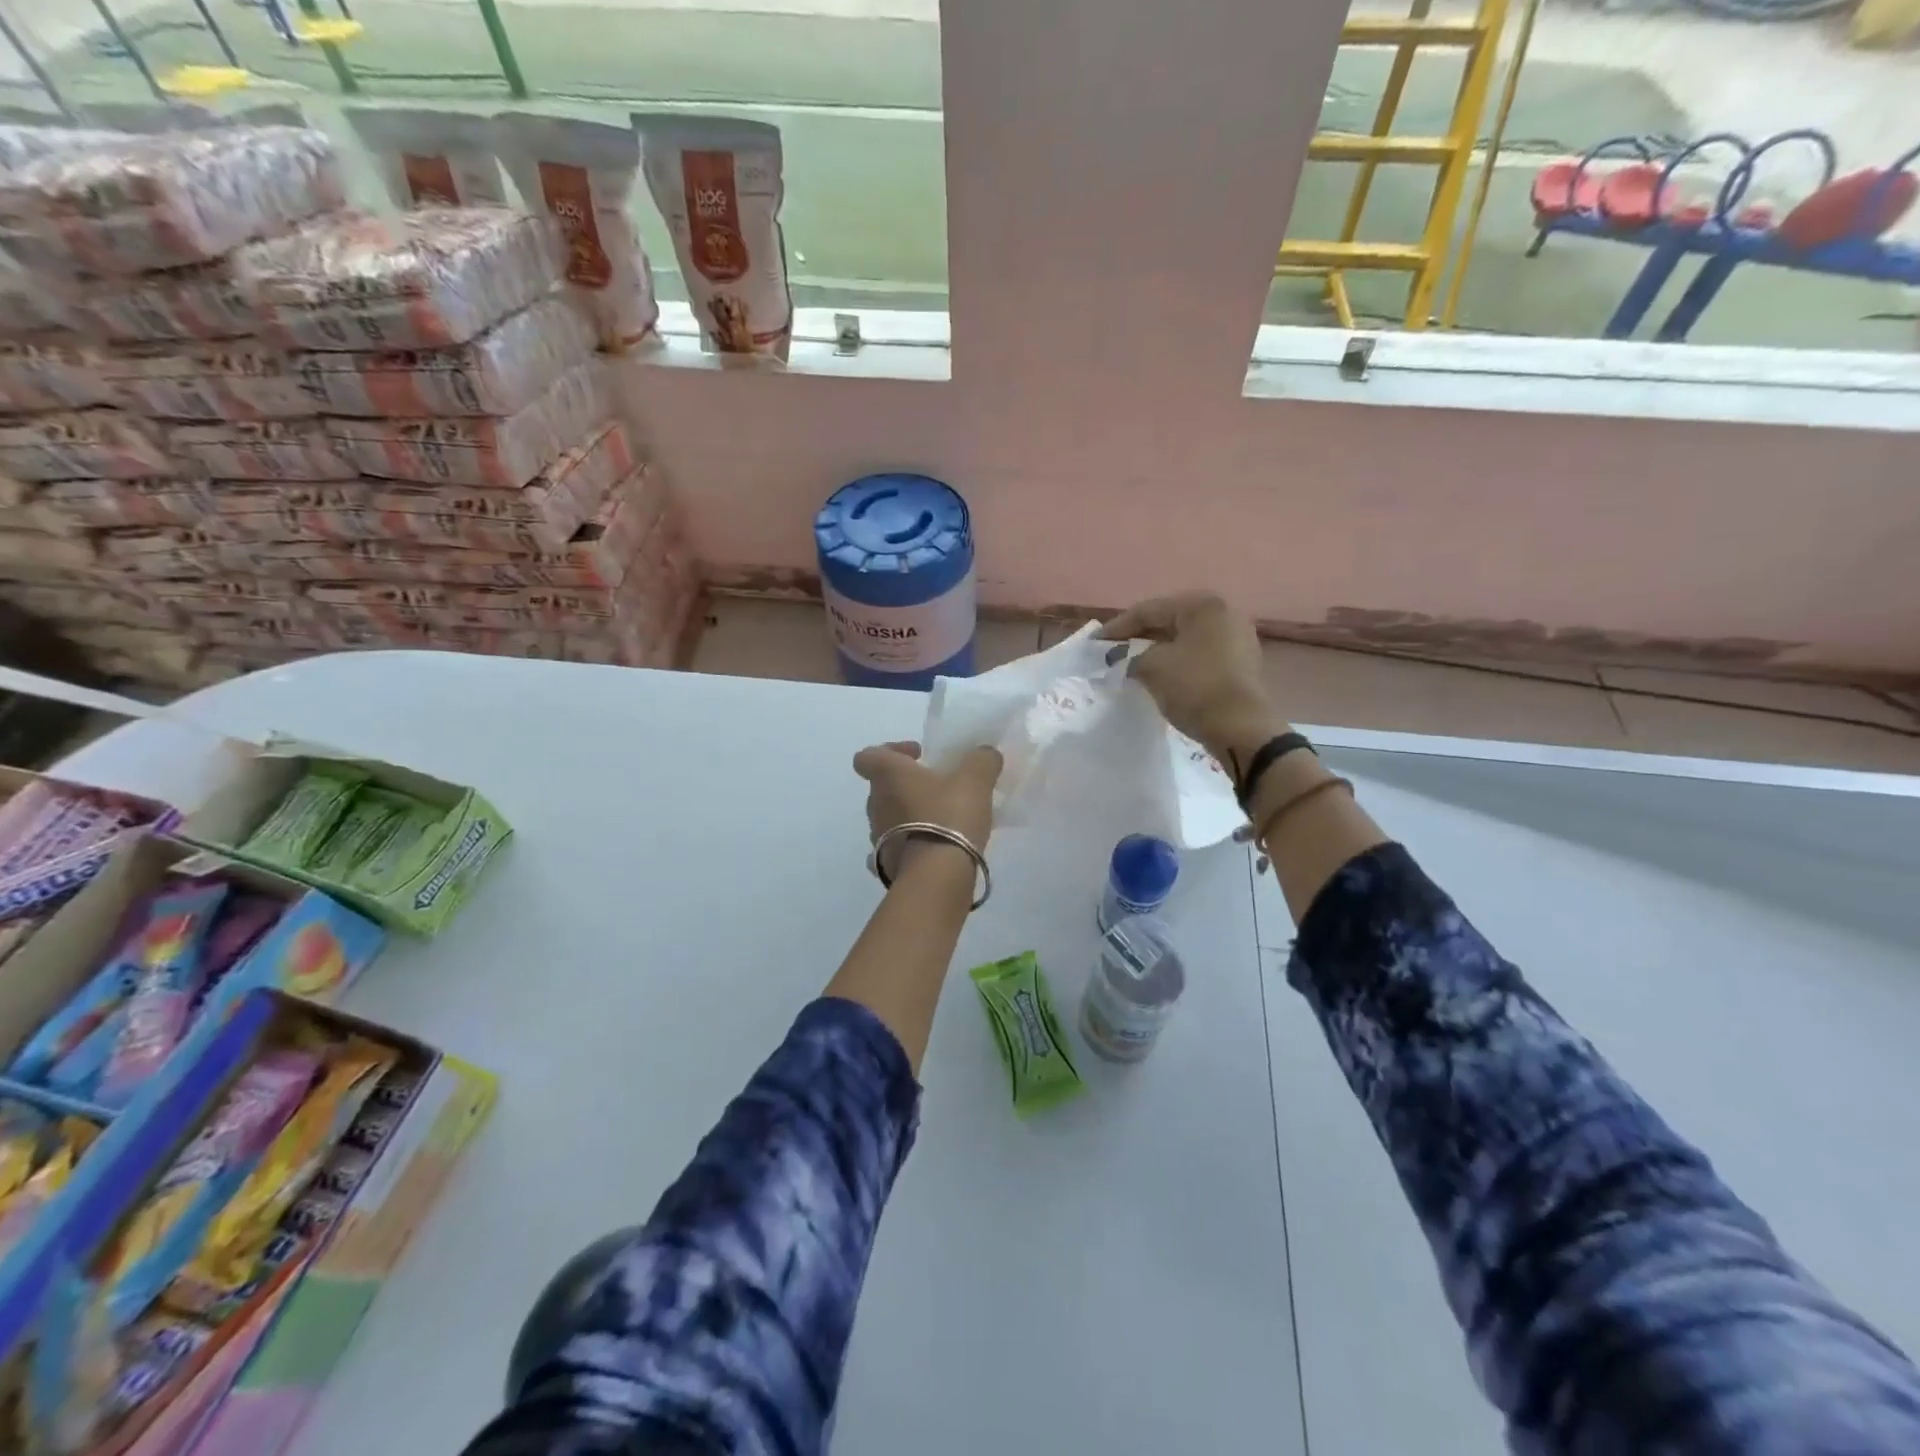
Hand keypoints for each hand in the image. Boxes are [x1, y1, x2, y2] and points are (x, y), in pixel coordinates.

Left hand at [853, 740, 1002, 877]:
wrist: (937, 875)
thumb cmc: (949, 816)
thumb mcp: (975, 780)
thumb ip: (981, 760)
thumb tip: (984, 754)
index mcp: (888, 775)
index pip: (869, 756)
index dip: (891, 750)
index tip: (919, 756)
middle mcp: (875, 803)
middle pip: (883, 786)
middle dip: (908, 784)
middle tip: (939, 787)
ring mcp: (877, 836)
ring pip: (890, 816)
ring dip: (910, 814)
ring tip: (943, 820)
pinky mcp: (886, 863)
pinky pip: (896, 846)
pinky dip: (910, 843)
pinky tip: (932, 847)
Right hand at [1100, 592, 1279, 765]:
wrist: (1241, 728)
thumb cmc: (1194, 687)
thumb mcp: (1152, 667)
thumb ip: (1132, 657)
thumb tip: (1128, 661)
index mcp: (1202, 606)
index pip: (1149, 610)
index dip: (1118, 627)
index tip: (1095, 643)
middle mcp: (1224, 614)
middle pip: (1169, 621)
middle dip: (1139, 637)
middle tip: (1113, 651)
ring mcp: (1237, 638)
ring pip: (1185, 640)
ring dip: (1158, 650)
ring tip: (1133, 664)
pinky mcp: (1242, 664)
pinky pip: (1200, 656)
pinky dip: (1178, 662)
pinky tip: (1162, 676)